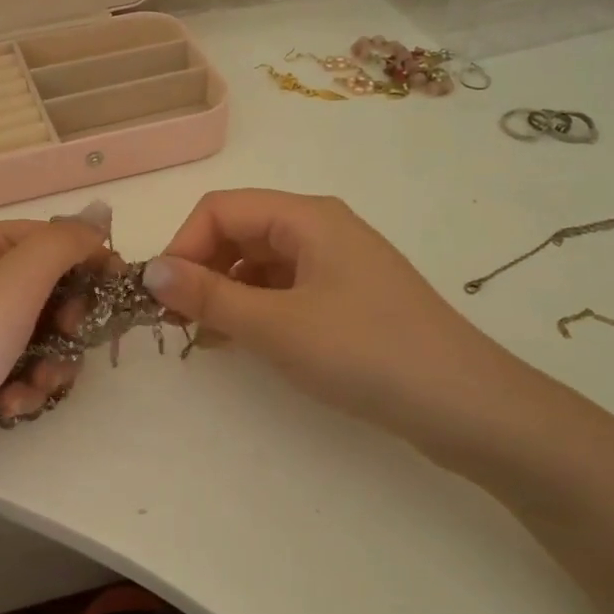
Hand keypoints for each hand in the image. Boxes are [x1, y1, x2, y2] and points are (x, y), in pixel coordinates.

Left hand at [0, 202, 112, 485]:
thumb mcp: (10, 289)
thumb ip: (61, 245)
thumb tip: (98, 216)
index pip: (50, 237)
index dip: (87, 261)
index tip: (115, 296)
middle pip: (50, 286)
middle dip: (67, 321)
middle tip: (69, 340)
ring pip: (43, 331)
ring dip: (51, 361)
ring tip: (35, 385)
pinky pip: (22, 363)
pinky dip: (27, 383)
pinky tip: (12, 404)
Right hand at [142, 190, 549, 472]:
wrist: (465, 405)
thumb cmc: (365, 352)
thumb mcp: (276, 325)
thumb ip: (208, 296)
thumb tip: (148, 270)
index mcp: (305, 216)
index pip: (220, 209)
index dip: (183, 245)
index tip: (162, 297)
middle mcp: (320, 228)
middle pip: (239, 231)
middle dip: (201, 269)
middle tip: (177, 322)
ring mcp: (337, 263)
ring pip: (259, 262)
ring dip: (224, 292)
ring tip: (204, 338)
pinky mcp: (347, 298)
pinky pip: (284, 289)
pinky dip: (254, 309)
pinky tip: (242, 342)